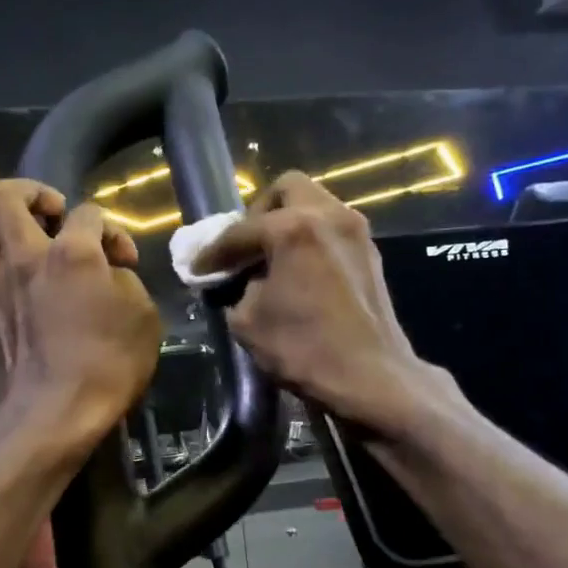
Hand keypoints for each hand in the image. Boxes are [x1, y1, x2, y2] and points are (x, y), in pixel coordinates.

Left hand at [0, 180, 162, 453]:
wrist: (53, 415)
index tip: (124, 261)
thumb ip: (125, 280)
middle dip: (29, 193)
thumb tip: (109, 271)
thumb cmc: (107, 366)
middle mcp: (22, 257)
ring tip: (13, 245)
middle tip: (50, 215)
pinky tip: (2, 293)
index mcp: (70, 252)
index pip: (89, 212)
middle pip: (3, 194)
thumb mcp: (143, 317)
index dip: (112, 230)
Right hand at [193, 172, 458, 438]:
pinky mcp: (370, 253)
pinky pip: (331, 229)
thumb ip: (236, 290)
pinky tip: (296, 272)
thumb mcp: (248, 322)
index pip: (240, 231)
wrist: (370, 377)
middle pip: (287, 190)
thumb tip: (239, 281)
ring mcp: (355, 231)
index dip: (213, 252)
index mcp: (293, 228)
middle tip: (245, 247)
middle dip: (259, 214)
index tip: (197, 268)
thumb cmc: (303, 349)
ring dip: (288, 224)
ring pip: (314, 205)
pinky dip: (310, 240)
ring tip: (269, 260)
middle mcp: (328, 215)